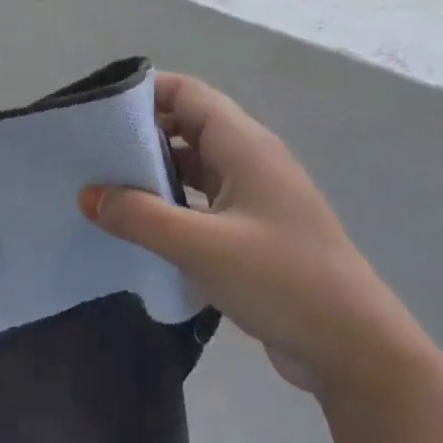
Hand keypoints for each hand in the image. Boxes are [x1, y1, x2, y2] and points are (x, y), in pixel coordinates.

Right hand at [79, 73, 422, 395]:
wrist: (355, 350)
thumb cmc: (282, 282)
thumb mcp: (200, 246)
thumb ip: (138, 216)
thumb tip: (87, 195)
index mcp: (246, 147)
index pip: (188, 94)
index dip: (143, 91)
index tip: (95, 111)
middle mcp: (251, 162)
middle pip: (187, 126)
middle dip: (139, 133)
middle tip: (88, 152)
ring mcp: (255, 198)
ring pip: (193, 166)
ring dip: (151, 172)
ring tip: (101, 187)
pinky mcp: (253, 232)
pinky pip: (201, 201)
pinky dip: (168, 204)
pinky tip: (137, 225)